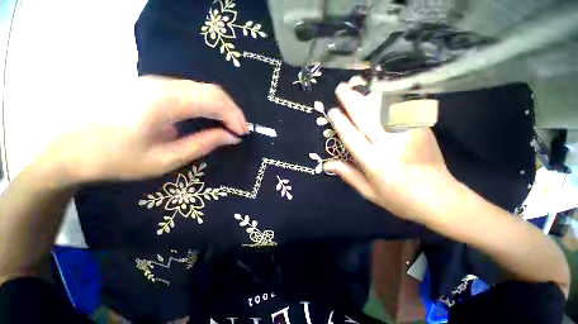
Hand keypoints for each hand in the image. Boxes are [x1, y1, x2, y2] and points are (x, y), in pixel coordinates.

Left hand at [36, 76, 247, 184]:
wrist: (72, 148)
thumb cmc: (117, 159)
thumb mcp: (166, 159)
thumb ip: (204, 144)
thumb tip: (232, 137)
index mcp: (163, 102)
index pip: (213, 100)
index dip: (235, 116)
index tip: (244, 133)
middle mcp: (162, 84)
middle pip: (211, 90)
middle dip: (232, 111)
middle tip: (240, 130)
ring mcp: (156, 82)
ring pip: (203, 89)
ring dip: (222, 107)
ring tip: (229, 126)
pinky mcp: (154, 87)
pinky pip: (192, 91)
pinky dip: (209, 105)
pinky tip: (211, 118)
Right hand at [323, 77, 458, 223]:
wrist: (440, 198)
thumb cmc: (399, 198)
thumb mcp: (369, 192)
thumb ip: (348, 175)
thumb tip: (327, 163)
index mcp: (374, 162)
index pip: (351, 137)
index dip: (340, 122)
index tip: (332, 111)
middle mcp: (389, 145)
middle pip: (366, 117)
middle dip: (351, 101)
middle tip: (340, 89)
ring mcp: (407, 134)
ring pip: (383, 108)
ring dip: (368, 97)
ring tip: (357, 89)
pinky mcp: (421, 129)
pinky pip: (399, 109)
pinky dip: (386, 100)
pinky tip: (378, 96)